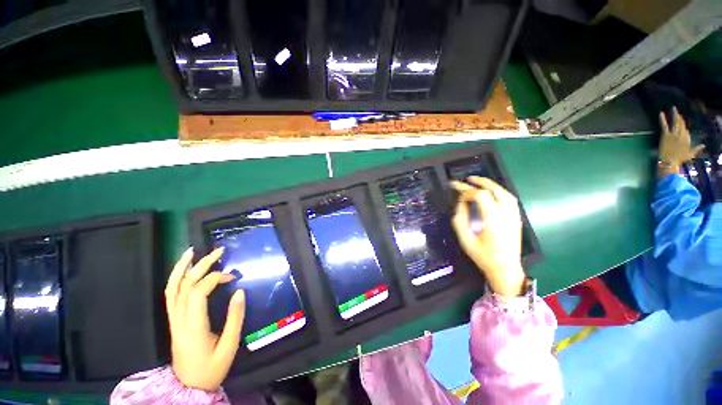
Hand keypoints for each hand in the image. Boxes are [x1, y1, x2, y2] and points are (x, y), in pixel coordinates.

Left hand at [165, 247, 245, 390]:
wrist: (188, 386)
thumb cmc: (211, 368)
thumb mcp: (229, 345)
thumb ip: (235, 317)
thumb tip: (240, 291)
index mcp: (193, 325)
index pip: (199, 292)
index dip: (216, 278)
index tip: (233, 277)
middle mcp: (179, 319)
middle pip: (186, 285)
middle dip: (202, 265)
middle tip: (219, 251)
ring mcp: (174, 319)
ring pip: (172, 288)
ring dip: (182, 267)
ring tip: (193, 251)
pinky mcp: (174, 320)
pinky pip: (170, 295)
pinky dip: (176, 279)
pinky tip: (184, 270)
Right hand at [451, 177, 525, 297]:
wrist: (506, 269)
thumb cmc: (483, 256)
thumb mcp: (465, 239)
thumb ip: (460, 219)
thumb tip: (461, 203)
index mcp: (493, 220)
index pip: (480, 196)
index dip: (466, 191)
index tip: (456, 191)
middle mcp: (506, 214)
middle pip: (494, 191)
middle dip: (479, 182)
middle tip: (466, 179)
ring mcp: (514, 216)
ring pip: (504, 193)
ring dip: (490, 185)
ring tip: (478, 182)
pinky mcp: (517, 218)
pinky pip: (509, 198)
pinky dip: (499, 191)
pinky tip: (490, 192)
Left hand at [658, 107, 703, 176]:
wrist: (669, 161)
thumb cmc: (680, 159)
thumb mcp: (691, 154)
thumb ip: (697, 149)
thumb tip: (703, 145)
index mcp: (687, 138)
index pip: (686, 130)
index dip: (684, 128)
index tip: (682, 125)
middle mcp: (681, 134)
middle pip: (682, 124)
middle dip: (680, 117)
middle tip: (678, 112)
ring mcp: (673, 134)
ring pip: (675, 122)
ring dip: (675, 115)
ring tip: (674, 109)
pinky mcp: (666, 135)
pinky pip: (664, 125)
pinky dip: (662, 119)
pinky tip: (661, 113)